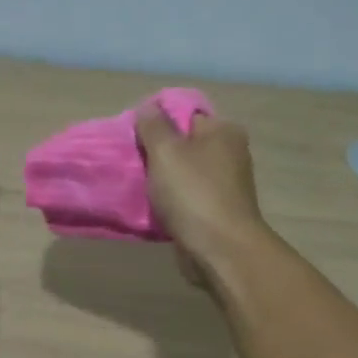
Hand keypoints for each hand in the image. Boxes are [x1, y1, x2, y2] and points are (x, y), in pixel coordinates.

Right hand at [134, 103, 266, 287]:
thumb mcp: (166, 151)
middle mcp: (228, 154)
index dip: (156, 121)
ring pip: (181, 173)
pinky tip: (149, 206)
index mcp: (223, 131)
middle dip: (155, 153)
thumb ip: (153, 126)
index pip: (184, 114)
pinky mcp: (215, 211)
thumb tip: (148, 107)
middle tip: (129, 160)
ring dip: (159, 180)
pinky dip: (168, 201)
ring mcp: (223, 184)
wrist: (219, 250)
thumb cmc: (193, 193)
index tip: (132, 135)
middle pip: (182, 144)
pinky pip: (184, 198)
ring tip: (134, 184)